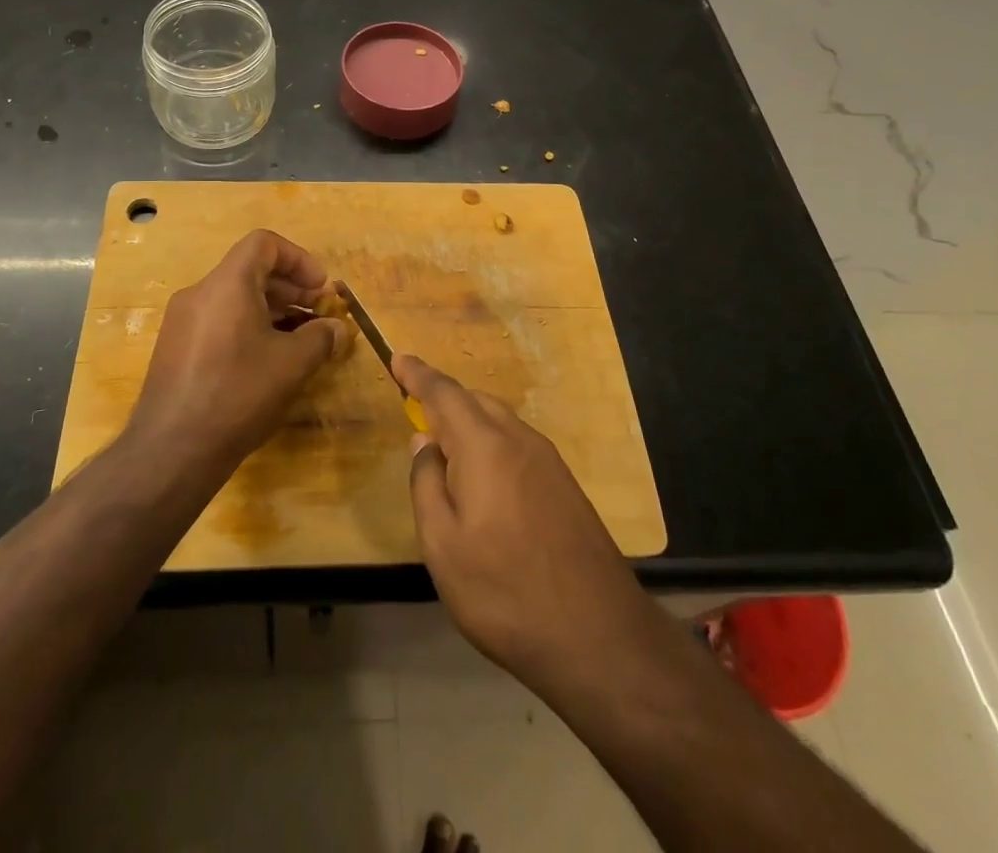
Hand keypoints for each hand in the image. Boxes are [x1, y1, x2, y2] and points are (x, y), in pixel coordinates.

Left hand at [126, 229, 348, 475]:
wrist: (171, 450)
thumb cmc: (237, 394)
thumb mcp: (291, 365)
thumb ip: (320, 338)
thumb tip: (337, 330)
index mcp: (227, 284)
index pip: (264, 244)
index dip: (299, 259)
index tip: (321, 288)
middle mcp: (200, 293)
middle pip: (250, 270)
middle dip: (290, 288)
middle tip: (320, 315)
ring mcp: (183, 322)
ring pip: (235, 298)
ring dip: (272, 310)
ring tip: (299, 340)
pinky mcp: (175, 349)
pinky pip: (219, 321)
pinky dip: (248, 327)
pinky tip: (267, 361)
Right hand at [396, 354, 661, 695]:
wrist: (600, 638)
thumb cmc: (505, 592)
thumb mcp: (442, 545)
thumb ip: (426, 484)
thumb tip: (424, 442)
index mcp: (484, 446)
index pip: (444, 393)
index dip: (418, 374)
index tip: (398, 358)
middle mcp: (519, 440)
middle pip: (475, 401)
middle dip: (443, 399)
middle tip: (416, 413)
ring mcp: (549, 462)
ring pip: (499, 421)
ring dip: (469, 422)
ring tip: (446, 449)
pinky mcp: (566, 486)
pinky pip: (518, 444)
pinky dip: (492, 443)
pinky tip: (485, 480)